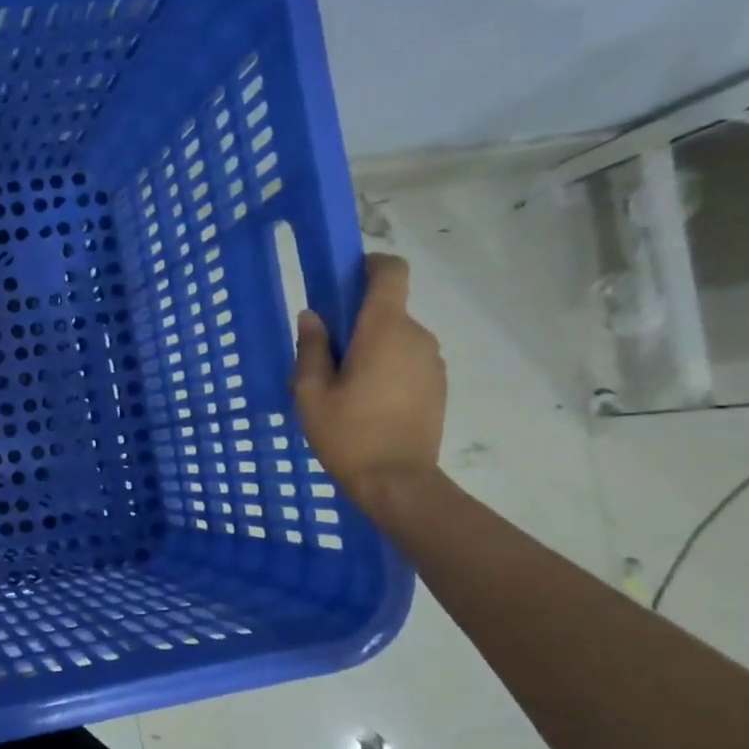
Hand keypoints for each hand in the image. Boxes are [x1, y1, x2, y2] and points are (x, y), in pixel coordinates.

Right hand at [291, 253, 446, 517]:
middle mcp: (415, 336)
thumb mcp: (311, 392)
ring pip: (396, 338)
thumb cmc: (347, 434)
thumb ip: (312, 348)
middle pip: (387, 310)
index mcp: (383, 330)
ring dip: (370, 349)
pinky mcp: (437, 384)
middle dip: (356, 323)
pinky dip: (386, 368)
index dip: (369, 266)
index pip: (391, 272)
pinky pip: (407, 360)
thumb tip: (312, 316)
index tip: (343, 281)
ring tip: (344, 389)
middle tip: (325, 359)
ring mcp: (432, 361)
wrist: (397, 482)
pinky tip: (366, 404)